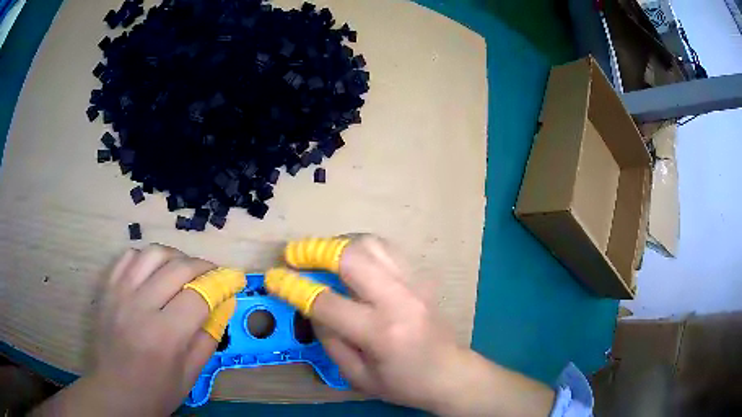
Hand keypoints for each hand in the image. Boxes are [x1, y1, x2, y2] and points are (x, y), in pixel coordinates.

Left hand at [35, 244, 217, 415]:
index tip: (233, 279)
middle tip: (213, 274)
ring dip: (176, 256)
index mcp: (164, 335)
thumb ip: (209, 337)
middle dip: (203, 266)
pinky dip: (148, 257)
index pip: (199, 295)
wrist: (116, 391)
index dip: (221, 283)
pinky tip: (155, 270)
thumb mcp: (191, 374)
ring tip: (185, 269)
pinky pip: (130, 257)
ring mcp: (120, 293)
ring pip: (153, 253)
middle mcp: (140, 306)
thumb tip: (224, 304)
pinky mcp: (108, 288)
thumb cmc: (157, 391)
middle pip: (178, 268)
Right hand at [309, 236, 460, 409]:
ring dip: (340, 244)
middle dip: (316, 251)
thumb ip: (330, 341)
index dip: (294, 288)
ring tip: (323, 257)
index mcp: (380, 332)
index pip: (326, 302)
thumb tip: (313, 308)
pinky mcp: (422, 278)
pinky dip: (362, 248)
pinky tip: (352, 262)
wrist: (452, 374)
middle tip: (296, 256)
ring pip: (372, 243)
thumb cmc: (405, 384)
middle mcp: (398, 300)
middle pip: (352, 256)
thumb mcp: (358, 377)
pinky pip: (387, 249)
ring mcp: (414, 284)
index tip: (274, 277)